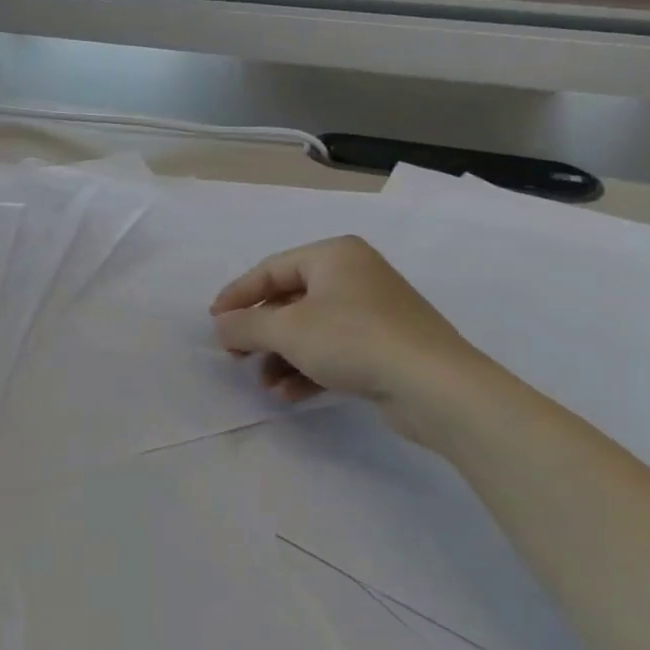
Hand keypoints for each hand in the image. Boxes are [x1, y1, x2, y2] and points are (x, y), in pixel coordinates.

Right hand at [211, 236, 487, 439]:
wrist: (435, 386)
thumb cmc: (353, 340)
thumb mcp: (287, 330)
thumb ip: (245, 326)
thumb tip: (220, 325)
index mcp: (333, 256)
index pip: (270, 270)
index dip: (238, 296)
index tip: (214, 322)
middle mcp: (353, 276)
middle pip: (289, 300)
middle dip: (260, 333)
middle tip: (236, 355)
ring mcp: (372, 312)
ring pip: (310, 330)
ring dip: (281, 357)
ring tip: (265, 384)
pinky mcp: (385, 346)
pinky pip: (333, 350)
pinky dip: (308, 369)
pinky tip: (290, 394)